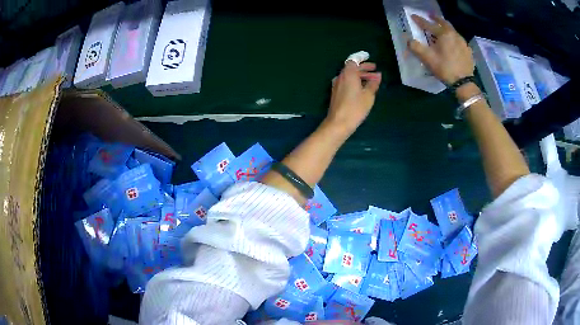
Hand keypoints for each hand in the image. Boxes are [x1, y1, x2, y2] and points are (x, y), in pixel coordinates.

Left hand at [326, 61, 381, 134]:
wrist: (338, 123)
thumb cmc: (355, 108)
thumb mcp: (368, 95)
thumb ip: (373, 83)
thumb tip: (378, 76)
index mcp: (348, 74)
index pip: (354, 60)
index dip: (361, 58)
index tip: (368, 57)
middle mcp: (341, 77)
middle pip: (352, 68)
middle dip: (364, 68)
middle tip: (374, 70)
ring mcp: (337, 85)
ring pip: (349, 76)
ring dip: (360, 76)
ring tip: (372, 80)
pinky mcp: (336, 93)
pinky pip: (346, 82)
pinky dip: (355, 82)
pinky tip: (362, 88)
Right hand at [408, 14, 473, 84]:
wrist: (464, 83)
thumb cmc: (445, 68)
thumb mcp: (427, 58)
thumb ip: (416, 47)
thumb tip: (408, 40)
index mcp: (444, 34)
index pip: (428, 25)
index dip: (420, 21)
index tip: (413, 16)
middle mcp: (454, 35)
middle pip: (444, 23)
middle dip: (436, 19)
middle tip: (431, 16)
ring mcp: (463, 43)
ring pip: (453, 31)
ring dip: (446, 28)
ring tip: (442, 30)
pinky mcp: (468, 51)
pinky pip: (459, 41)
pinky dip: (454, 39)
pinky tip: (453, 43)